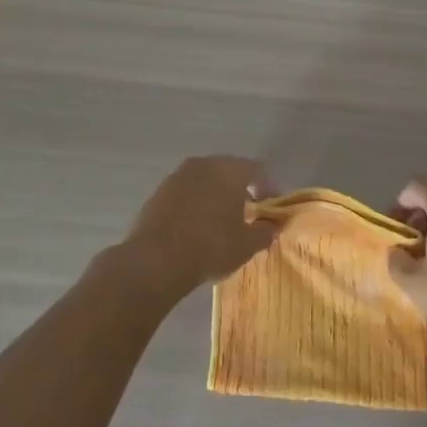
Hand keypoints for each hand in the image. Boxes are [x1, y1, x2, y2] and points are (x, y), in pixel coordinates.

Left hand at [118, 156, 279, 298]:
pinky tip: (195, 227)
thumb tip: (273, 225)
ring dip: (216, 196)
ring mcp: (177, 176)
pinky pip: (186, 193)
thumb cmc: (210, 247)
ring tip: (220, 222)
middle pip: (230, 171)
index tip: (271, 209)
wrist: (154, 261)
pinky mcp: (158, 192)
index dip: (269, 188)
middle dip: (241, 190)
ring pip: (206, 181)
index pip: (258, 170)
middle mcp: (204, 164)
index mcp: (230, 170)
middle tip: (248, 213)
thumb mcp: (247, 245)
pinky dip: (195, 204)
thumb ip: (266, 231)